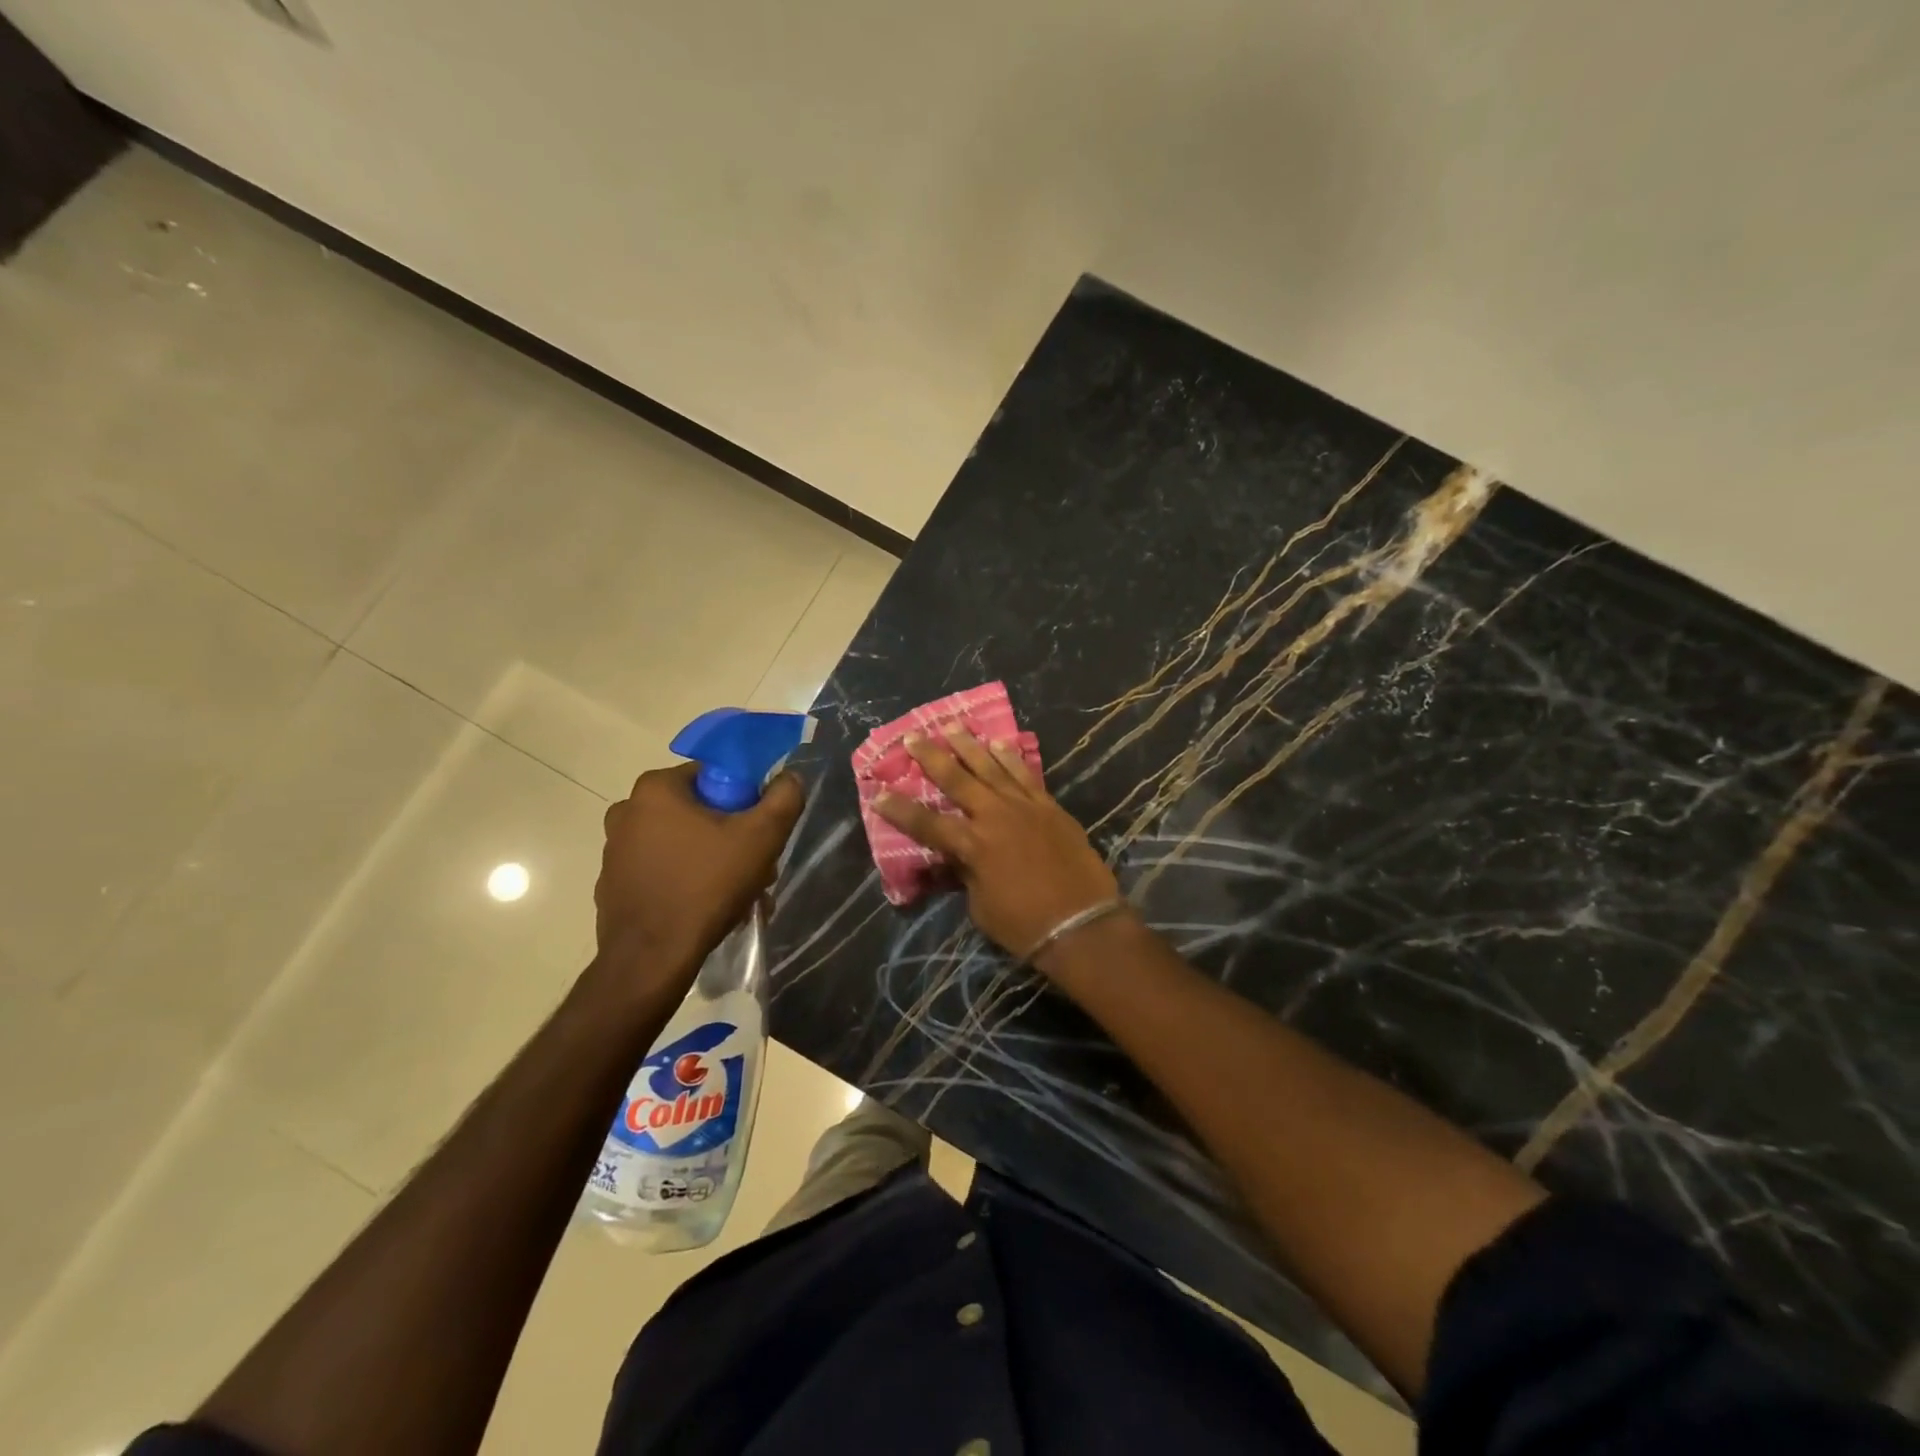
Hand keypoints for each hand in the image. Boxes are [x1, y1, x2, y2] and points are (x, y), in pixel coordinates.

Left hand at [594, 763, 805, 976]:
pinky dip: (685, 882)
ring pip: (681, 843)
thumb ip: (784, 798)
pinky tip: (706, 909)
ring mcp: (615, 850)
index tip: (759, 832)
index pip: (714, 776)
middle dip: (731, 836)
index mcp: (656, 788)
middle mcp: (627, 811)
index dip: (745, 801)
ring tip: (737, 896)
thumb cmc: (706, 887)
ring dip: (712, 861)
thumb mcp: (762, 837)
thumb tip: (790, 777)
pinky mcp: (613, 884)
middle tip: (755, 869)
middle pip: (698, 811)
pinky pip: (661, 871)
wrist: (651, 959)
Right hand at [873, 727, 1120, 964]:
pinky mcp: (1049, 806)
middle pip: (957, 779)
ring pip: (991, 767)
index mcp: (972, 845)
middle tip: (914, 736)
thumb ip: (966, 874)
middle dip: (932, 757)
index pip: (926, 823)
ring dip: (969, 746)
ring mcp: (1024, 807)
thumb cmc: (1024, 925)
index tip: (878, 792)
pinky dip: (1010, 757)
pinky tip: (999, 743)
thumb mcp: (980, 906)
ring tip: (953, 726)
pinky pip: (1025, 774)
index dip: (900, 809)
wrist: (1082, 923)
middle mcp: (994, 816)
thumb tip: (957, 857)